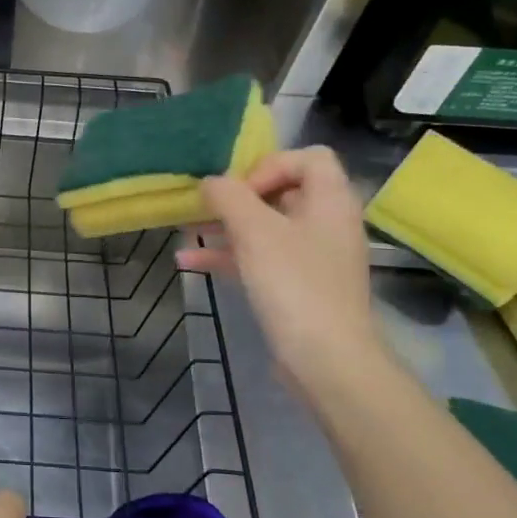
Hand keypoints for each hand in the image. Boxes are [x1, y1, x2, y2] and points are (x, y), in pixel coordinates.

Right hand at [176, 147, 383, 398]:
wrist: (326, 360)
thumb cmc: (294, 284)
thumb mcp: (255, 231)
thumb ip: (229, 197)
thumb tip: (211, 182)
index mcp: (330, 200)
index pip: (307, 157)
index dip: (270, 164)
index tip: (240, 190)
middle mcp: (326, 223)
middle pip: (281, 192)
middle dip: (236, 198)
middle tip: (205, 207)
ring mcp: (312, 257)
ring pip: (265, 228)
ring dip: (225, 226)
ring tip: (186, 230)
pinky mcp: (297, 286)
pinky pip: (259, 259)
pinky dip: (228, 256)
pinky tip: (188, 262)